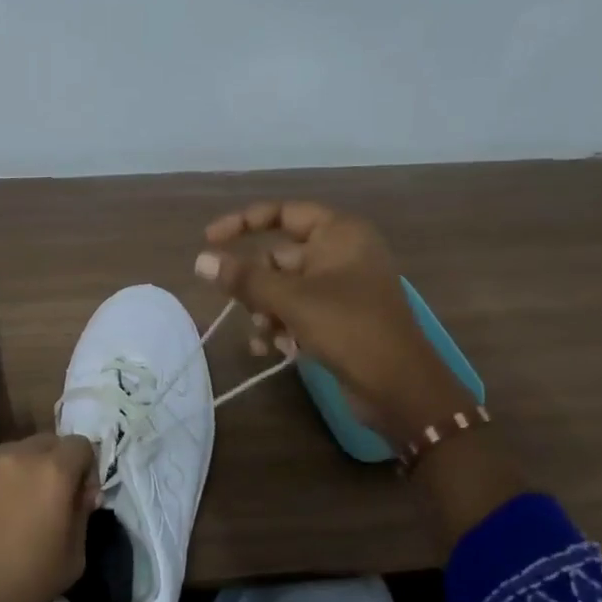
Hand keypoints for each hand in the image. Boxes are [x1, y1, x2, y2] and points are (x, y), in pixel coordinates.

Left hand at [0, 406, 99, 601]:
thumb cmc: (28, 582)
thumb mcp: (75, 556)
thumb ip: (83, 513)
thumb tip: (82, 491)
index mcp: (57, 471)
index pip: (82, 446)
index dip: (85, 470)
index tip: (79, 497)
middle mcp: (23, 454)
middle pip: (50, 441)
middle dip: (56, 463)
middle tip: (48, 496)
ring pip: (17, 444)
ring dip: (25, 461)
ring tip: (15, 492)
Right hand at [196, 200, 525, 547]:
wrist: (400, 388)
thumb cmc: (349, 328)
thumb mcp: (291, 300)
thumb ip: (244, 279)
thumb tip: (201, 261)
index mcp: (340, 233)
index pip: (283, 213)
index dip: (243, 222)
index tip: (209, 240)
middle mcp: (341, 253)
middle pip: (279, 257)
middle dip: (256, 285)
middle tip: (239, 305)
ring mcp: (341, 288)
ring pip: (284, 289)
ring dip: (266, 311)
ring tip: (265, 335)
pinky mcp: (339, 319)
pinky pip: (298, 312)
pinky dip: (283, 327)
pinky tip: (275, 350)